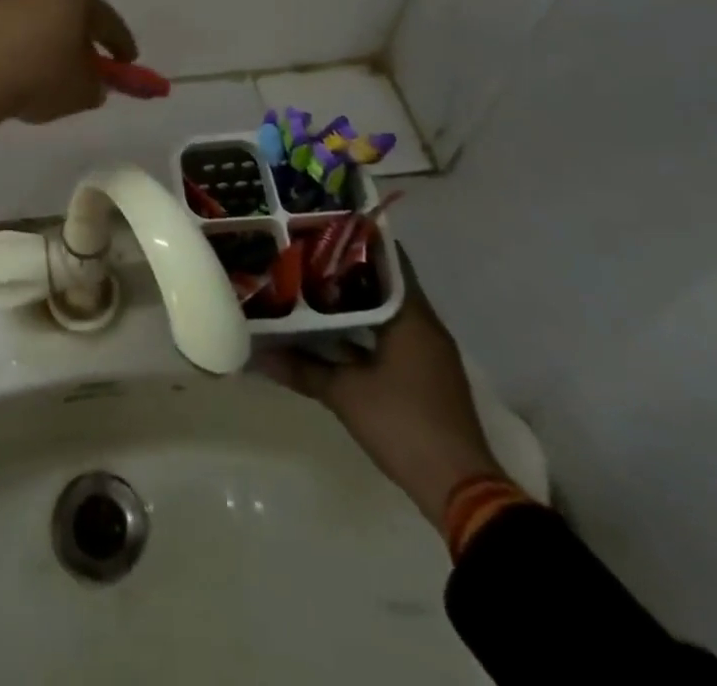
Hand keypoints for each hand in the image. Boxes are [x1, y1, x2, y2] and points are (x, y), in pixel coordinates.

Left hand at [0, 0, 137, 124]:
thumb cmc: (38, 75)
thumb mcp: (82, 91)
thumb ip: (96, 85)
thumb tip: (92, 82)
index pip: (109, 22)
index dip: (122, 46)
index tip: (128, 63)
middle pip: (71, 11)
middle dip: (80, 37)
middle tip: (85, 65)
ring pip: (37, 16)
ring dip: (46, 38)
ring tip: (44, 70)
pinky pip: (9, 27)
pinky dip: (17, 43)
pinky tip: (14, 69)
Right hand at [256, 249, 502, 527]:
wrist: (459, 488)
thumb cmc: (403, 424)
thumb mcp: (345, 394)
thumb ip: (302, 369)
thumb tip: (257, 354)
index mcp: (412, 316)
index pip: (389, 260)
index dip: (357, 241)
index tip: (323, 227)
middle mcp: (424, 325)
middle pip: (384, 284)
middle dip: (347, 271)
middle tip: (305, 255)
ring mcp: (427, 352)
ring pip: (386, 312)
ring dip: (354, 302)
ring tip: (310, 286)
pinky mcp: (424, 374)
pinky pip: (390, 336)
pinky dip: (364, 329)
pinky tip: (331, 331)